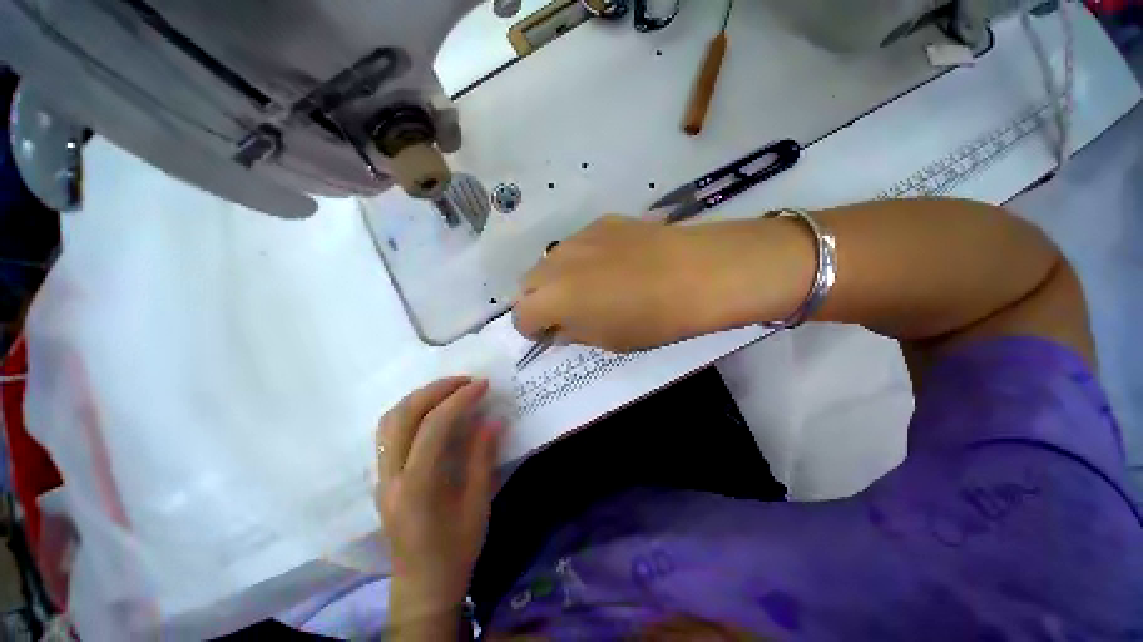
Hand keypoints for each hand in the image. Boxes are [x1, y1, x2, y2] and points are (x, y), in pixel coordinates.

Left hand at [376, 378, 501, 618]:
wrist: (422, 587)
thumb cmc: (454, 551)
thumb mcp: (477, 506)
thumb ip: (482, 459)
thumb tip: (493, 420)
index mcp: (416, 487)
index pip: (433, 427)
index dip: (459, 400)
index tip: (482, 385)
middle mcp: (391, 477)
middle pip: (403, 416)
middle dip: (436, 390)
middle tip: (466, 381)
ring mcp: (381, 476)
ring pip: (390, 420)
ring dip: (421, 396)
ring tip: (451, 389)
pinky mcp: (382, 477)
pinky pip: (390, 432)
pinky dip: (411, 410)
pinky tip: (433, 410)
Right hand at [514, 215, 809, 351]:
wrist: (695, 273)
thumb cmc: (650, 319)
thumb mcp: (607, 340)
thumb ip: (573, 332)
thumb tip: (559, 327)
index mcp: (552, 299)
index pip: (521, 317)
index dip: (531, 329)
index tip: (548, 333)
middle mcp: (554, 264)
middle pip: (528, 284)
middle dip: (538, 300)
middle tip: (564, 310)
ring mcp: (577, 238)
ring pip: (550, 261)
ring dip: (558, 278)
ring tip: (588, 285)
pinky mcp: (600, 222)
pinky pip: (578, 244)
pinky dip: (582, 259)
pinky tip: (612, 263)